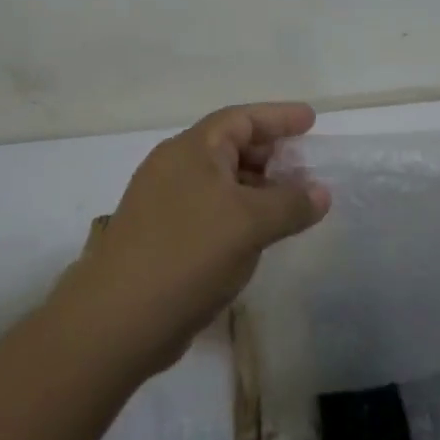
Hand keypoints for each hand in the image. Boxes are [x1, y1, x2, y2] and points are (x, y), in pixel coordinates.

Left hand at [63, 102, 331, 377]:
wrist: (117, 322)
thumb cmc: (188, 254)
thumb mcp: (250, 223)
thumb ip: (291, 203)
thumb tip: (321, 192)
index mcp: (191, 150)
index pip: (241, 118)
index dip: (278, 117)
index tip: (311, 120)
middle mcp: (174, 168)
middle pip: (230, 146)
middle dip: (270, 152)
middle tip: (305, 163)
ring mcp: (165, 204)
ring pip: (221, 182)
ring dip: (258, 187)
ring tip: (292, 201)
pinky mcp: (163, 238)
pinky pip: (212, 211)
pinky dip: (241, 213)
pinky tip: (260, 234)